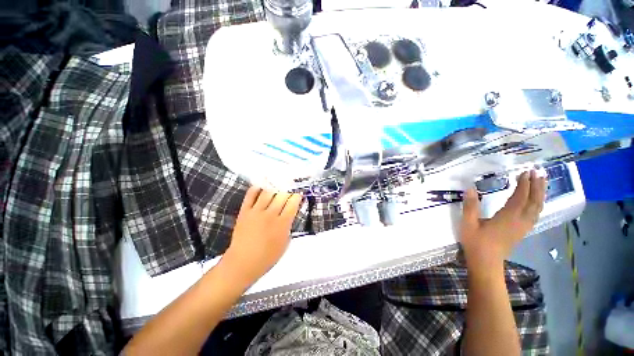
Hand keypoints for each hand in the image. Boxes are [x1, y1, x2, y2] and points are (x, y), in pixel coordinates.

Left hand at [221, 187, 301, 285]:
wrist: (243, 262)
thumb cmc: (267, 257)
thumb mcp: (285, 243)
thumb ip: (288, 226)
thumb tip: (290, 214)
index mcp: (282, 223)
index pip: (292, 203)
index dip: (297, 196)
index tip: (298, 194)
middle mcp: (270, 214)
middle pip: (281, 195)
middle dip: (287, 190)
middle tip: (289, 189)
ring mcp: (256, 211)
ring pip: (268, 192)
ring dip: (274, 187)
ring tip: (277, 185)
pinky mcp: (244, 211)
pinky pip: (250, 195)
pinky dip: (256, 188)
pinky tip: (262, 186)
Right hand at [460, 170, 546, 273]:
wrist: (486, 263)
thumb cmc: (476, 243)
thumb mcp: (468, 224)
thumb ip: (470, 206)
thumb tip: (470, 188)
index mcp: (507, 218)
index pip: (520, 198)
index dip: (524, 184)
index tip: (525, 172)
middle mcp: (520, 221)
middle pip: (534, 202)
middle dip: (537, 186)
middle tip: (538, 172)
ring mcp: (523, 227)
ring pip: (537, 208)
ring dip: (540, 194)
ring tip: (541, 182)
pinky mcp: (522, 231)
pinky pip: (535, 215)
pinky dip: (538, 205)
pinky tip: (536, 202)